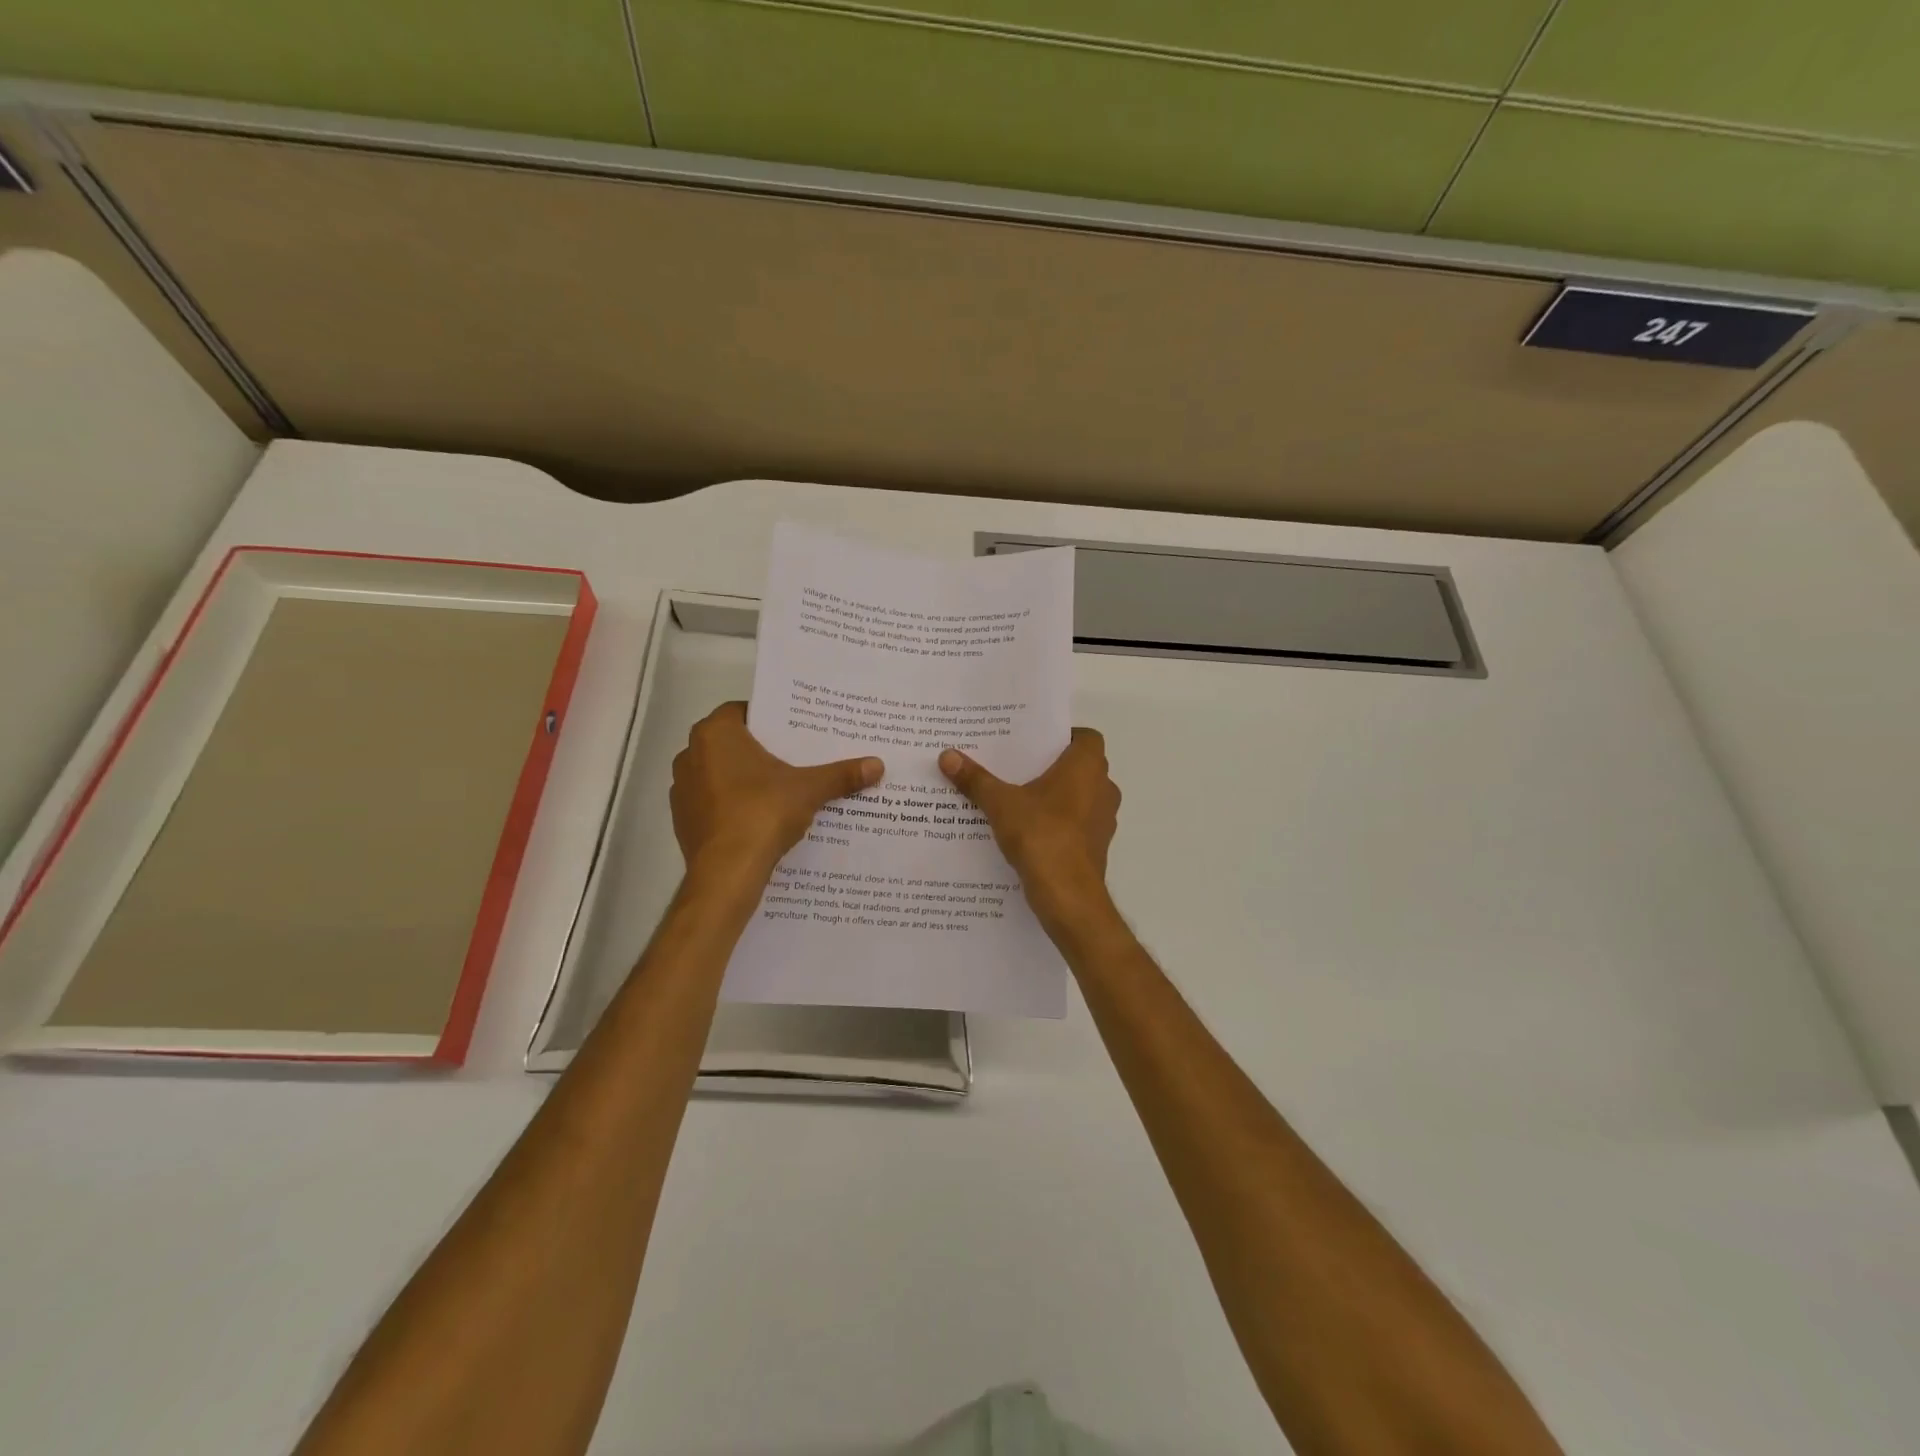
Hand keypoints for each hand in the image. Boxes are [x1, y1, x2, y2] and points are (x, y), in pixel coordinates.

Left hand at [671, 703, 882, 878]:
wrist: (726, 873)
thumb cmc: (763, 813)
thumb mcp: (809, 789)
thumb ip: (841, 775)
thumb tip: (878, 765)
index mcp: (715, 734)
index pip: (742, 711)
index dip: (768, 719)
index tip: (793, 730)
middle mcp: (690, 754)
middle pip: (731, 743)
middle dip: (760, 749)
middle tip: (794, 757)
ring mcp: (682, 790)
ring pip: (719, 773)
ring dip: (743, 778)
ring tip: (780, 789)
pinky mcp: (683, 821)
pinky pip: (713, 803)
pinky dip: (732, 806)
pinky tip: (759, 818)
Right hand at [939, 728, 1119, 929]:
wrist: (1067, 895)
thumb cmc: (1041, 835)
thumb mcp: (1000, 804)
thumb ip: (975, 779)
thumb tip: (947, 755)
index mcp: (1087, 766)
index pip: (1086, 737)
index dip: (1063, 736)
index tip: (1034, 744)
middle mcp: (1104, 788)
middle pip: (1081, 767)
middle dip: (1052, 767)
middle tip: (1017, 767)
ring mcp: (1104, 819)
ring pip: (1080, 797)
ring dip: (1056, 797)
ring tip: (1019, 799)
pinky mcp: (1098, 846)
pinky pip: (1078, 824)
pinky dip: (1059, 823)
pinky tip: (1029, 831)